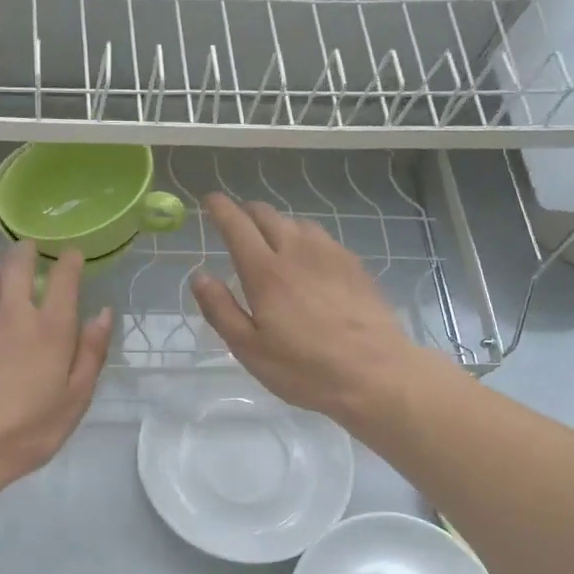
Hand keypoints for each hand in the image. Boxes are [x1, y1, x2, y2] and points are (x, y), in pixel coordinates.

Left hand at [0, 239, 111, 492]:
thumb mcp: (75, 400)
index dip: (70, 262)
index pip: (63, 280)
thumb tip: (103, 313)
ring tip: (6, 266)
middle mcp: (13, 315)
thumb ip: (91, 354)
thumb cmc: (26, 430)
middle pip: (17, 267)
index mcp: (50, 329)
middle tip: (32, 247)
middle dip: (27, 252)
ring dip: (0, 266)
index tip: (73, 254)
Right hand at [190, 193, 420, 427]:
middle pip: (267, 215)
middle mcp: (297, 251)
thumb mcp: (249, 349)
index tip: (209, 200)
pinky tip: (307, 260)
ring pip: (297, 223)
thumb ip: (221, 310)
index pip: (237, 226)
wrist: (374, 373)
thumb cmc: (304, 368)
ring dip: (277, 224)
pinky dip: (304, 238)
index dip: (220, 208)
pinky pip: (322, 238)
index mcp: (265, 272)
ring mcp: (330, 254)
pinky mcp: (354, 265)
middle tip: (236, 221)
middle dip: (247, 211)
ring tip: (271, 241)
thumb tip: (199, 277)